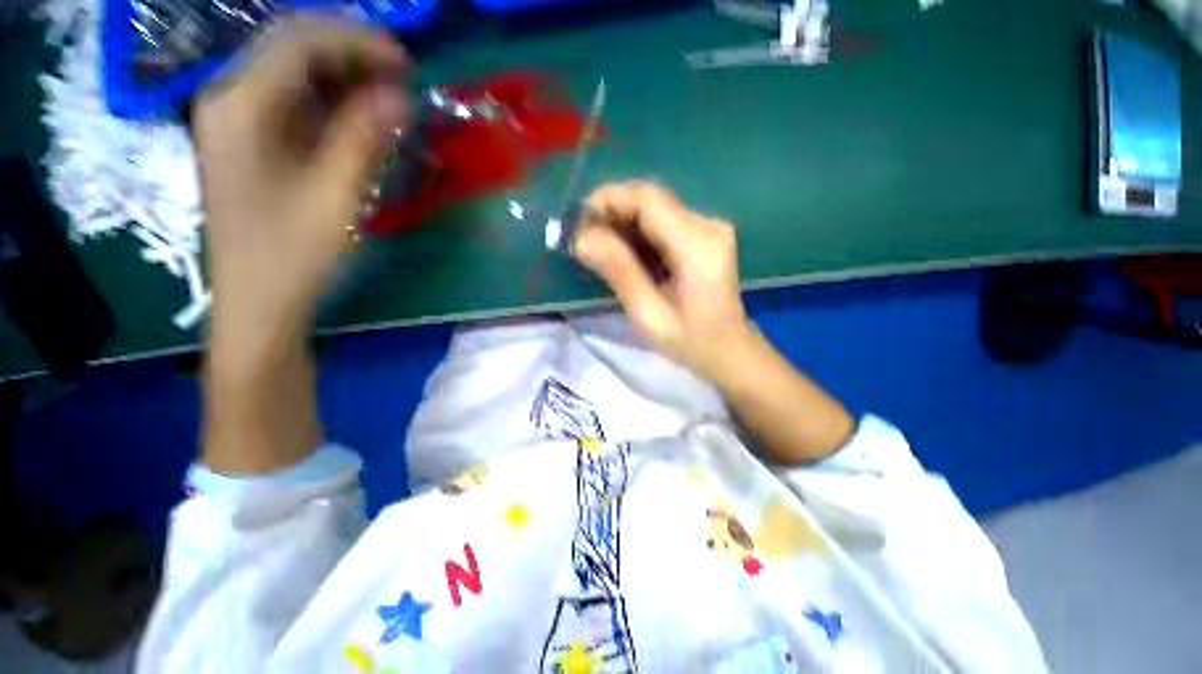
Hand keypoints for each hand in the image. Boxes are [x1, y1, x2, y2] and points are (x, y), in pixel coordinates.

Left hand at [195, 16, 409, 341]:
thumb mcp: (335, 196)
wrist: (257, 301)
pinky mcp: (252, 142)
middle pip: (292, 49)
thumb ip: (364, 139)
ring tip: (390, 97)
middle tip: (402, 78)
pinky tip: (362, 119)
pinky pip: (294, 103)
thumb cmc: (292, 255)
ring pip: (294, 74)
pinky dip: (333, 103)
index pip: (299, 42)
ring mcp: (238, 121)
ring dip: (345, 78)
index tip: (406, 63)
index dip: (357, 42)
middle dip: (351, 54)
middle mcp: (231, 100)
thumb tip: (399, 97)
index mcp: (240, 106)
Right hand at [573, 181, 755, 382]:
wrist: (730, 351)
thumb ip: (619, 272)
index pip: (648, 199)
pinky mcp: (704, 235)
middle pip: (650, 199)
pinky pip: (662, 221)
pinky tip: (623, 253)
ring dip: (621, 222)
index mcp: (698, 245)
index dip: (608, 200)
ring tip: (598, 249)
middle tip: (583, 240)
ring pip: (654, 208)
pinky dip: (636, 231)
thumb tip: (581, 237)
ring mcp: (708, 227)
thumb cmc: (691, 343)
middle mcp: (707, 224)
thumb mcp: (649, 315)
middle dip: (611, 212)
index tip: (578, 223)